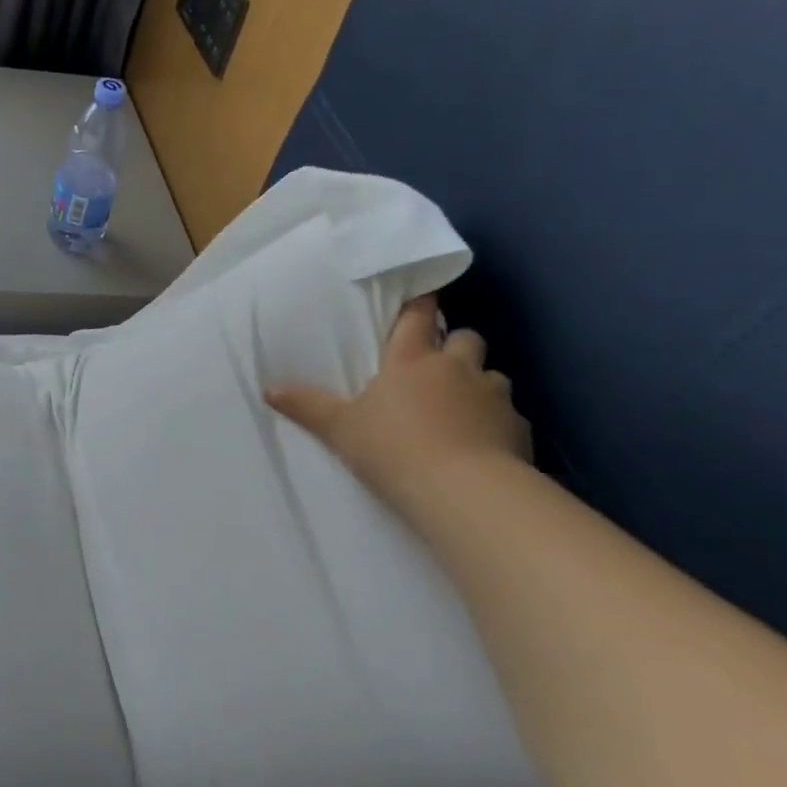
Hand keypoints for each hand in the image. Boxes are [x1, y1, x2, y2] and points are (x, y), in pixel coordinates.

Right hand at [266, 295, 531, 517]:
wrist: (460, 489)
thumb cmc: (392, 449)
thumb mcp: (340, 429)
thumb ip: (307, 407)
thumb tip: (269, 389)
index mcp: (412, 360)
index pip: (419, 316)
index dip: (421, 303)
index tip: (422, 297)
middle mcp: (456, 367)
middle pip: (465, 336)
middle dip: (454, 344)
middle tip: (438, 365)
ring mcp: (492, 395)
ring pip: (492, 374)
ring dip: (477, 384)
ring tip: (462, 408)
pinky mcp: (517, 427)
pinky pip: (509, 415)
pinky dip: (496, 422)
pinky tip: (483, 443)